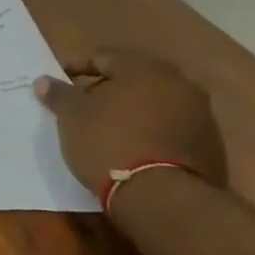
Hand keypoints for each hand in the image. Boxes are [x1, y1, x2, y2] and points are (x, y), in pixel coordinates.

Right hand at [33, 48, 227, 199]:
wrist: (163, 197)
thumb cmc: (109, 143)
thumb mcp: (72, 117)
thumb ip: (59, 94)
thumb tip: (44, 81)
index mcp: (144, 68)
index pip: (103, 57)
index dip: (76, 68)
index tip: (59, 84)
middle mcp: (179, 83)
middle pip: (134, 78)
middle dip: (108, 89)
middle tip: (84, 105)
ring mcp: (201, 114)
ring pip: (156, 102)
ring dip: (133, 110)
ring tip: (108, 129)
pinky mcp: (210, 145)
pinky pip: (172, 127)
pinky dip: (152, 131)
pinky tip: (134, 148)